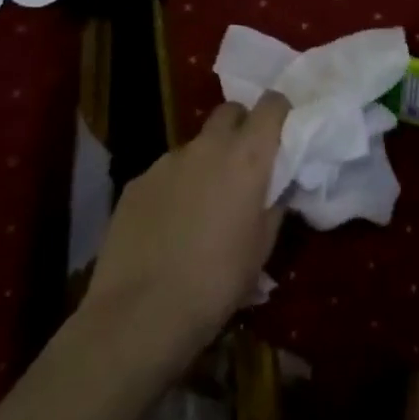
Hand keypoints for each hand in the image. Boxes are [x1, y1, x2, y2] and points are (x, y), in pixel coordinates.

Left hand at [82, 94, 289, 366]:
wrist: (139, 315)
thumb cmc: (217, 281)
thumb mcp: (263, 246)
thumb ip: (275, 204)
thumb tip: (279, 186)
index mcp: (248, 156)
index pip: (272, 104)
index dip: (279, 112)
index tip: (282, 133)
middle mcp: (208, 145)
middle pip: (230, 112)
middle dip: (240, 127)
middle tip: (244, 164)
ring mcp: (167, 160)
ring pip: (196, 146)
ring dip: (206, 163)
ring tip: (201, 206)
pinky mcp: (136, 182)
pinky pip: (165, 173)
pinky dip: (174, 187)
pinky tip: (167, 226)